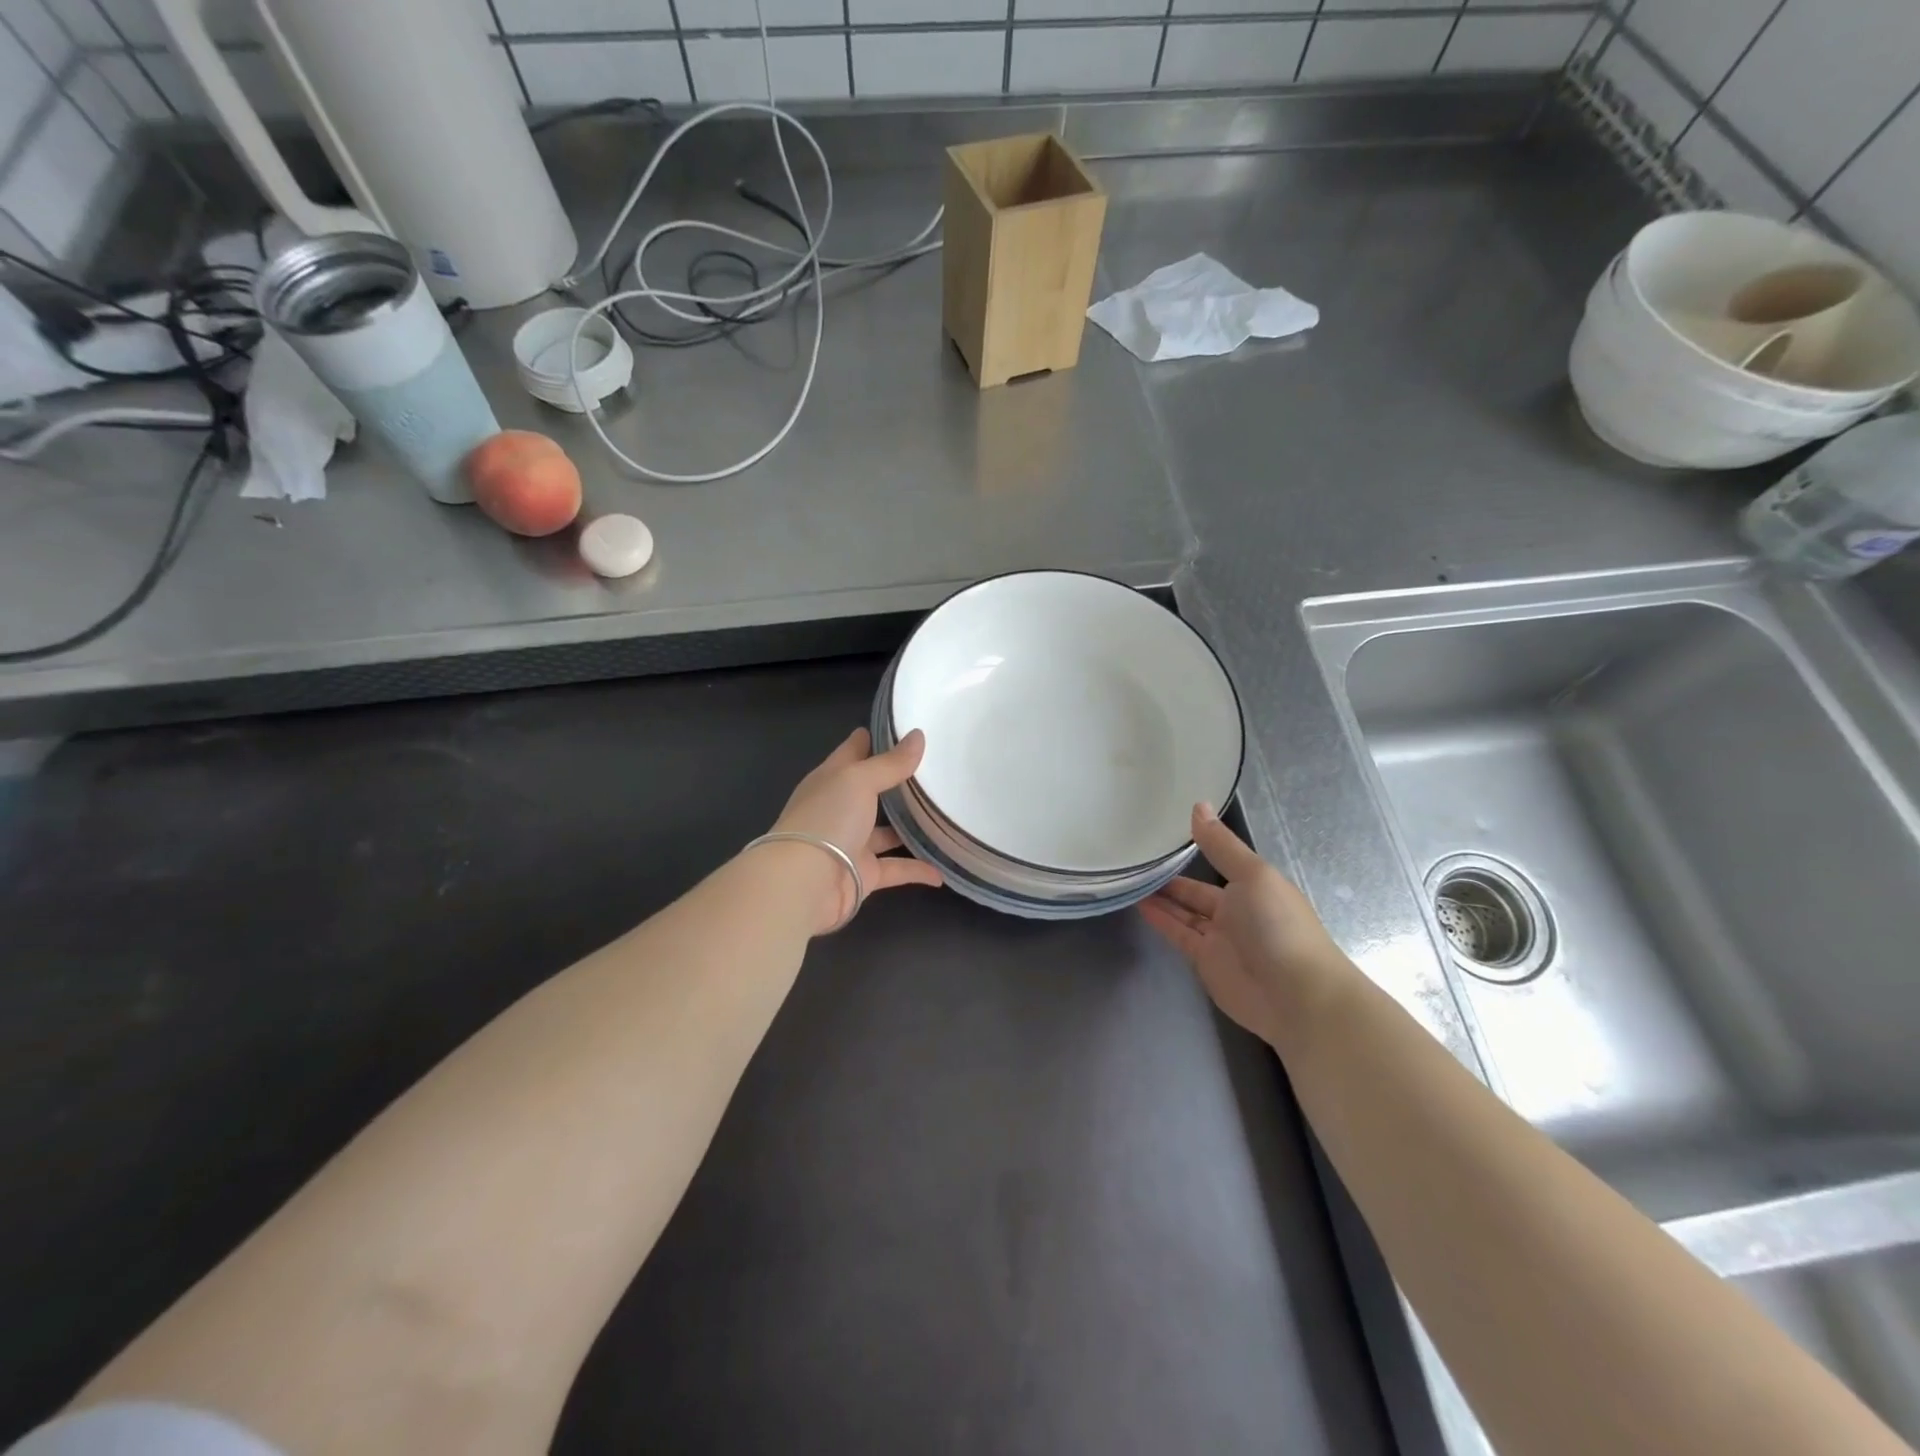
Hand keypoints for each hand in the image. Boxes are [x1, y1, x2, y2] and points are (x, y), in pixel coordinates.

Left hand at [769, 727, 942, 933]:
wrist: (804, 885)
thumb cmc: (827, 819)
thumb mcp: (859, 780)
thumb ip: (890, 763)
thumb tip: (918, 736)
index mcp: (831, 779)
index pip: (854, 751)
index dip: (876, 738)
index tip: (906, 727)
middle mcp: (840, 809)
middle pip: (872, 791)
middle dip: (899, 782)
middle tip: (937, 769)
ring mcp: (851, 843)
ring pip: (886, 832)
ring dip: (910, 827)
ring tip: (945, 815)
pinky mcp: (863, 875)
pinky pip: (896, 869)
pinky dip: (917, 870)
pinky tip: (942, 871)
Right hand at [1140, 804, 1353, 1047]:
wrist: (1296, 997)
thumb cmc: (1278, 926)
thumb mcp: (1252, 876)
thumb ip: (1221, 845)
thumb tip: (1197, 804)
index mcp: (1254, 885)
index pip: (1218, 862)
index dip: (1194, 849)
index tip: (1162, 833)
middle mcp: (1237, 909)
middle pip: (1198, 890)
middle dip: (1172, 877)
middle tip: (1137, 858)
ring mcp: (1220, 938)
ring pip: (1185, 912)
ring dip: (1162, 898)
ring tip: (1130, 878)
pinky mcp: (1205, 962)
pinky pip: (1179, 934)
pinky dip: (1161, 920)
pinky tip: (1140, 905)